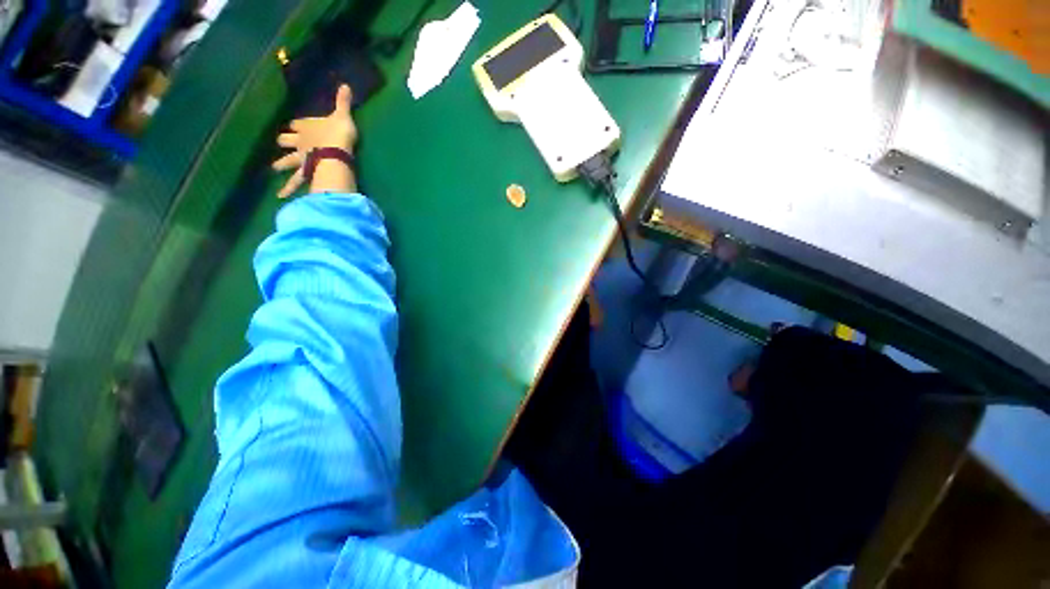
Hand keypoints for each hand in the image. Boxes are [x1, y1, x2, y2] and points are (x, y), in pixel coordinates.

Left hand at [272, 84, 357, 198]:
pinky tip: (281, 196)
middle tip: (280, 145)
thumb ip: (343, 102)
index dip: (295, 125)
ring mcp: (301, 159)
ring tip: (272, 170)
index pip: (296, 124)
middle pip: (286, 141)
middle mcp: (300, 143)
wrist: (335, 153)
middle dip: (283, 143)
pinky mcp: (306, 173)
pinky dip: (288, 189)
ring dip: (280, 165)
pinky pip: (295, 182)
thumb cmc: (338, 134)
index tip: (294, 126)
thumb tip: (345, 84)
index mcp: (306, 128)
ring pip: (287, 162)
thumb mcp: (342, 116)